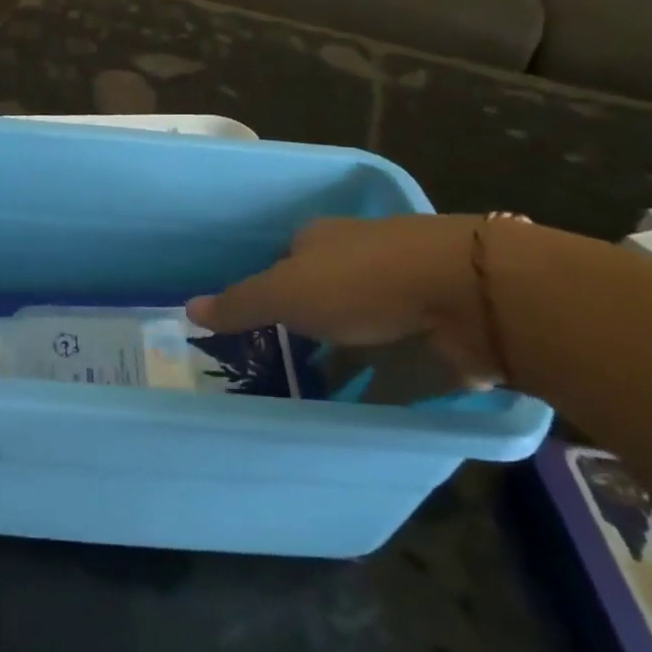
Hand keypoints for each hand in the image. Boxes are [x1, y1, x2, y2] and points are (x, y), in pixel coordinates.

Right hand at [186, 215, 504, 386]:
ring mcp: (400, 295)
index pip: (283, 263)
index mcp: (320, 240)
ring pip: (357, 330)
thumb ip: (240, 304)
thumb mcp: (285, 292)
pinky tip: (358, 411)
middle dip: (302, 329)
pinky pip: (394, 361)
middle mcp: (358, 261)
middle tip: (275, 370)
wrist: (465, 294)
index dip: (266, 291)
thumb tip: (187, 308)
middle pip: (320, 296)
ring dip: (340, 358)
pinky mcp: (433, 331)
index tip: (252, 328)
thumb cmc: (361, 282)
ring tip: (309, 398)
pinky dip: (377, 384)